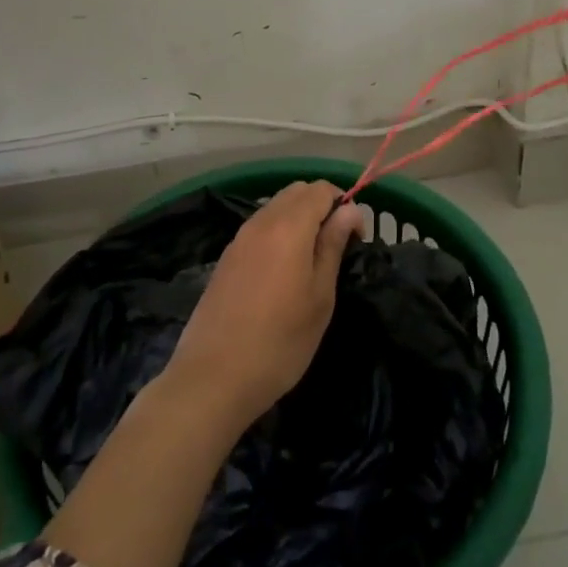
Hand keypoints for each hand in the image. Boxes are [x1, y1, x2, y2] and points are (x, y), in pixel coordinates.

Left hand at [165, 181, 368, 431]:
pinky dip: (278, 233)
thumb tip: (349, 211)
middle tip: (335, 247)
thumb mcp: (320, 296)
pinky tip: (282, 272)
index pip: (322, 189)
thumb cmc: (280, 342)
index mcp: (289, 226)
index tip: (354, 240)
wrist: (213, 377)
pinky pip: (259, 227)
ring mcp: (239, 238)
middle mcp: (261, 221)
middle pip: (297, 192)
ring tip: (311, 262)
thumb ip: (333, 245)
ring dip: (299, 219)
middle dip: (321, 207)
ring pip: (276, 207)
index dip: (344, 205)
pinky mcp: (226, 257)